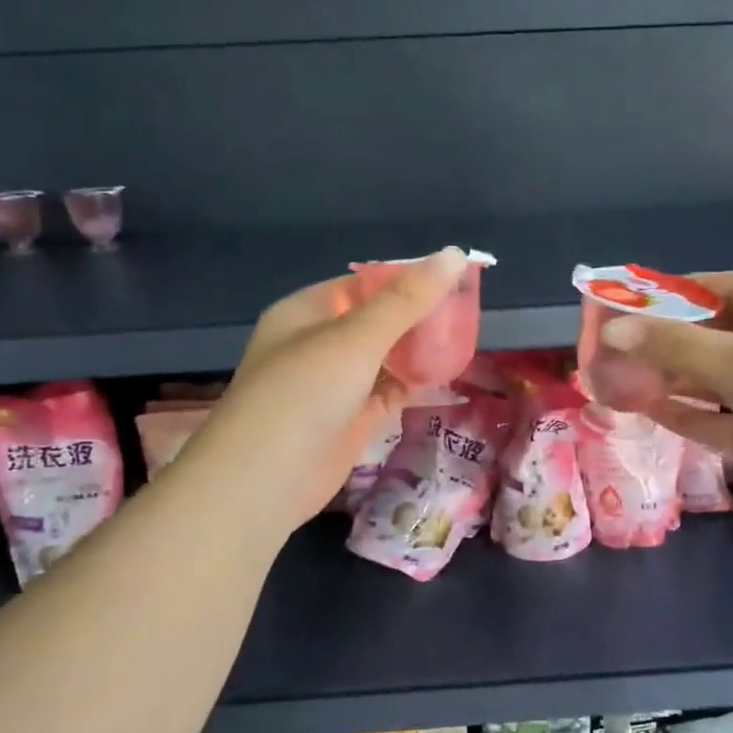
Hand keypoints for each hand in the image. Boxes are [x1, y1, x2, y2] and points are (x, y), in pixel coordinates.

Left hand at [198, 248, 471, 532]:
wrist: (265, 479)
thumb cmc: (305, 393)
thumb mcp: (357, 338)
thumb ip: (407, 299)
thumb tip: (455, 253)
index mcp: (307, 311)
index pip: (364, 284)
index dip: (407, 279)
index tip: (453, 280)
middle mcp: (319, 343)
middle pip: (378, 320)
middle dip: (418, 317)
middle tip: (467, 313)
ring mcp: (334, 384)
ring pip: (385, 358)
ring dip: (419, 351)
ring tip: (466, 339)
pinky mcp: (349, 419)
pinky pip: (388, 391)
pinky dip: (415, 384)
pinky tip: (448, 376)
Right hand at [601, 272, 732, 547]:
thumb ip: (673, 345)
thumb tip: (612, 328)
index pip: (719, 287)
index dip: (671, 293)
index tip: (625, 304)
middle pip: (712, 334)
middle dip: (663, 341)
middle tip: (611, 350)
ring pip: (712, 378)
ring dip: (670, 379)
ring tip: (617, 380)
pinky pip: (718, 417)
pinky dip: (686, 413)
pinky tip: (646, 410)